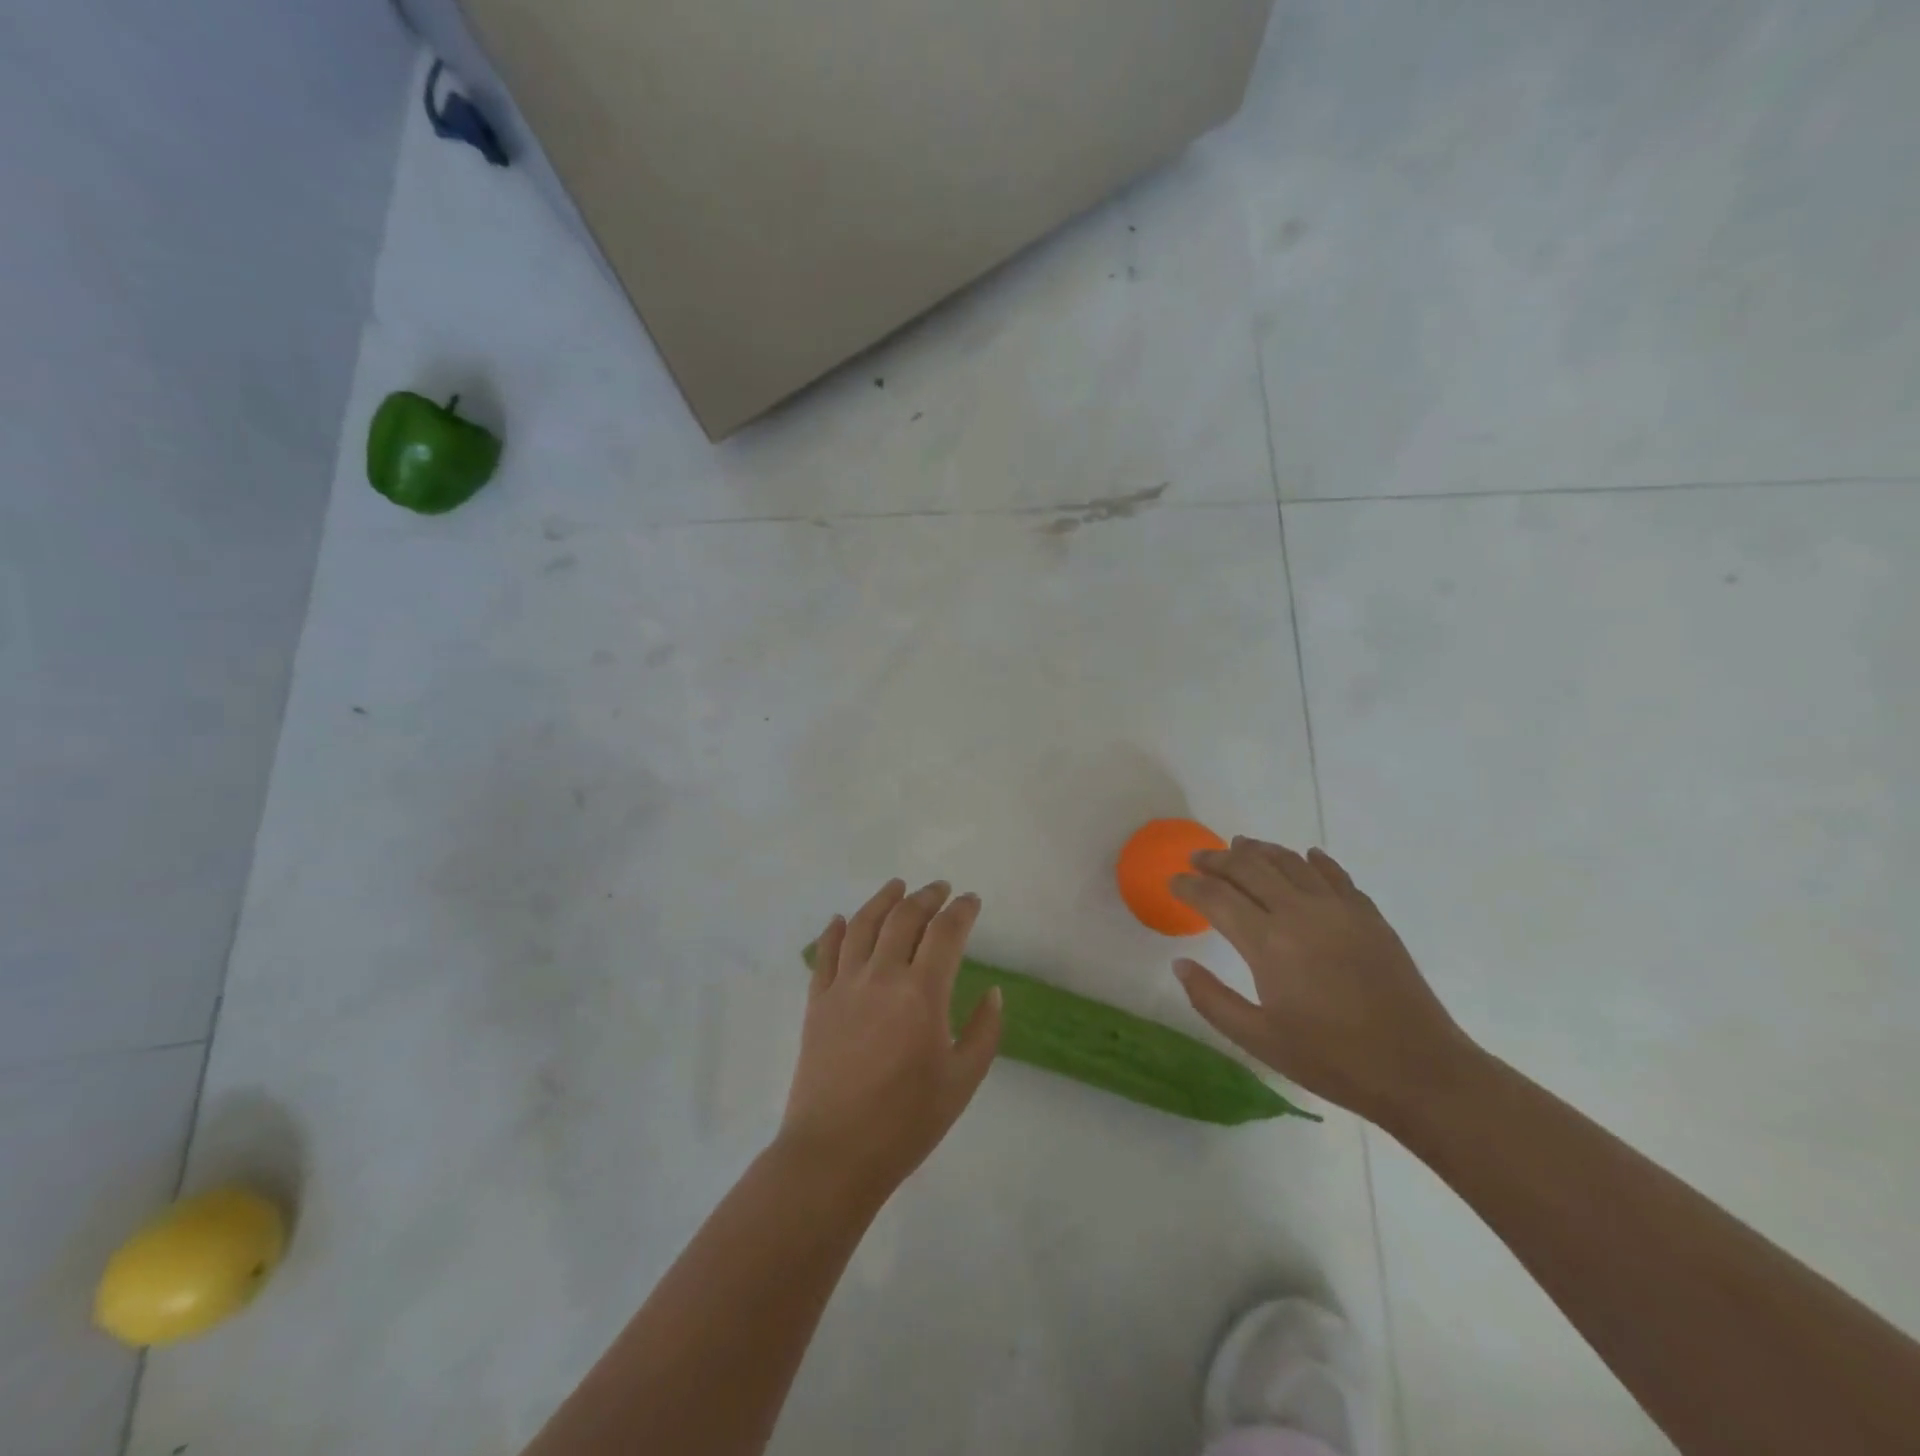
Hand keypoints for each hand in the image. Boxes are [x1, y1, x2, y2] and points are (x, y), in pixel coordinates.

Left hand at [779, 879, 1002, 1203]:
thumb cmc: (907, 1122)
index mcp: (922, 993)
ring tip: (897, 886)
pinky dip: (835, 930)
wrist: (835, 1154)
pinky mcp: (817, 1002)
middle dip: (927, 897)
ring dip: (883, 899)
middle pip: (905, 917)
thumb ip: (984, 1031)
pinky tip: (842, 919)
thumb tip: (992, 992)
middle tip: (940, 889)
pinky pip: (826, 953)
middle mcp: (882, 976)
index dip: (962, 910)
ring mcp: (844, 986)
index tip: (972, 900)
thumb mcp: (963, 1080)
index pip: (946, 932)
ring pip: (863, 924)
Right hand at [1170, 839, 1472, 1122]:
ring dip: (1259, 850)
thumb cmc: (1332, 1060)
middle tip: (1197, 858)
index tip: (1172, 881)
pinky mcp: (1368, 915)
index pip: (1216, 897)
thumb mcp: (1259, 1040)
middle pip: (1249, 867)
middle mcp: (1300, 912)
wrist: (1420, 1070)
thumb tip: (1180, 964)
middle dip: (1217, 859)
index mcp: (1268, 943)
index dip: (1189, 886)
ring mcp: (1338, 909)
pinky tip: (1305, 857)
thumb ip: (1212, 999)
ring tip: (1240, 846)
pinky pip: (1334, 874)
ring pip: (1290, 861)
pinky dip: (1312, 860)